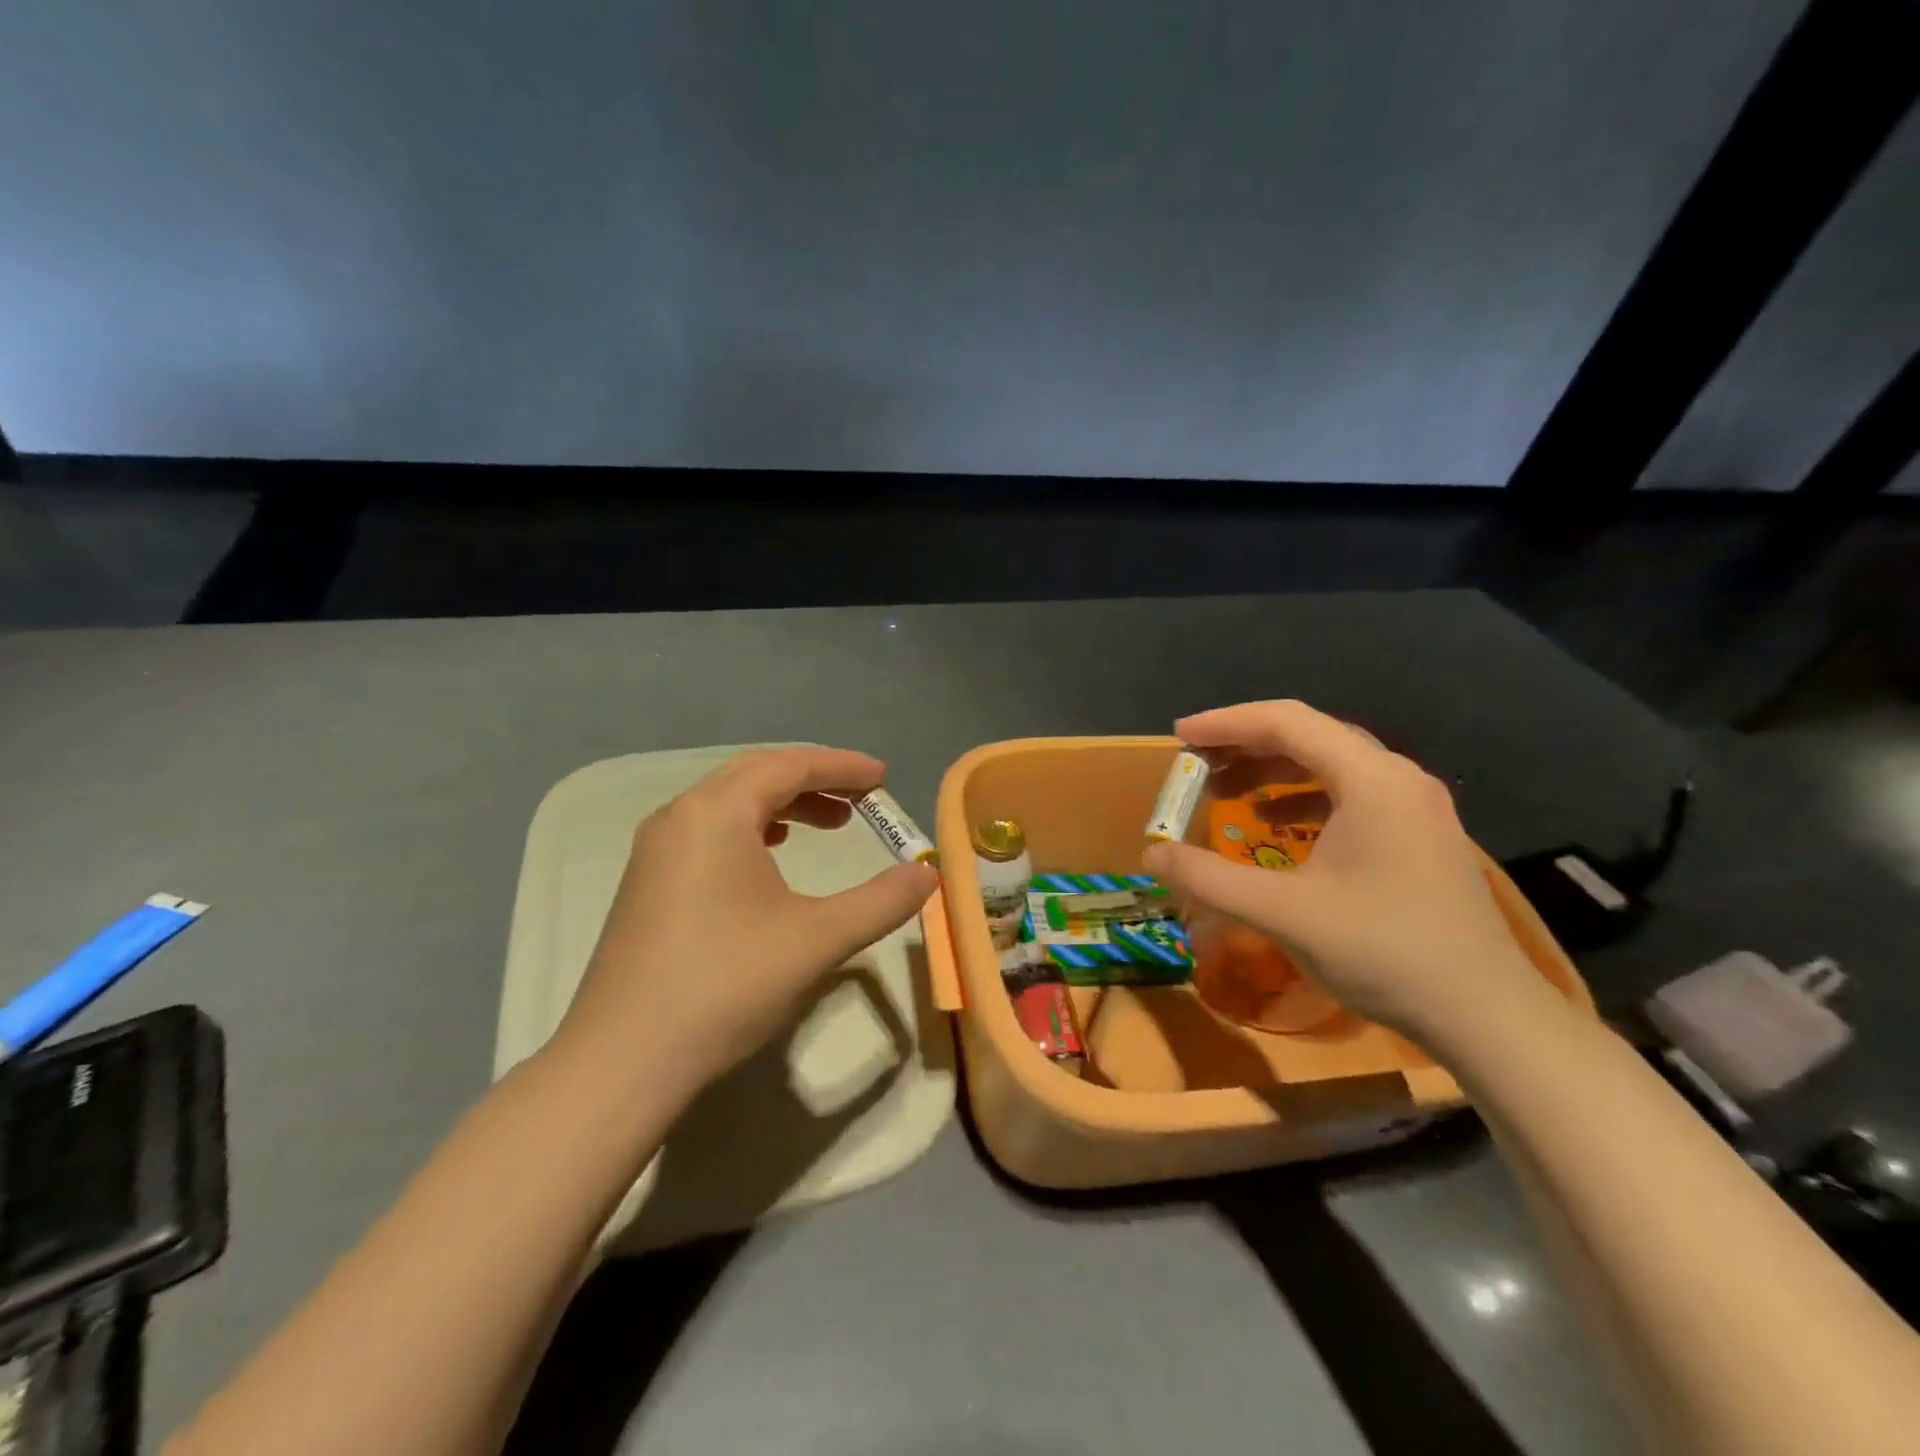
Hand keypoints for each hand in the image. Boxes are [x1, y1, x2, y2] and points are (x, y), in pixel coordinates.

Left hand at [554, 747, 937, 1094]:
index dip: (842, 767)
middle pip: (757, 774)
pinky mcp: (648, 883)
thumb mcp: (816, 938)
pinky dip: (753, 829)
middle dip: (815, 780)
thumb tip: (928, 875)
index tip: (883, 778)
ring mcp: (657, 851)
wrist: (622, 1061)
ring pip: (731, 803)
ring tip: (831, 825)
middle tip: (863, 799)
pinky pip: (710, 832)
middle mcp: (680, 817)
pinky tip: (773, 857)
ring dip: (784, 805)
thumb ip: (880, 901)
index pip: (789, 766)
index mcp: (716, 813)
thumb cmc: (725, 984)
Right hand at [1141, 700, 1548, 1039]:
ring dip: (1272, 771)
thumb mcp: (1282, 913)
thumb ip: (1209, 878)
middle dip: (1245, 746)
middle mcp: (1397, 778)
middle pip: (1309, 736)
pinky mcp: (1419, 836)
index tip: (1179, 738)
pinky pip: (1349, 794)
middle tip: (1195, 765)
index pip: (1287, 721)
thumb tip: (1151, 853)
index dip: (1226, 723)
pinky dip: (1301, 798)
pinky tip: (1275, 825)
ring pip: (1330, 764)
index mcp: (1371, 779)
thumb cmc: (1384, 951)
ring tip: (1225, 792)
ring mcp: (1414, 807)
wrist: (1487, 1017)